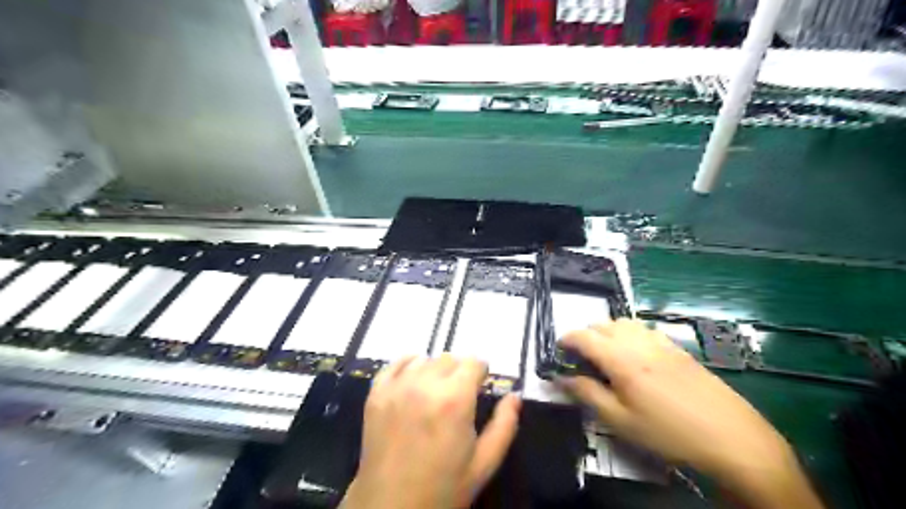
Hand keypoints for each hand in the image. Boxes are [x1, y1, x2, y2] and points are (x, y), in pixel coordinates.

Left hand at [341, 354, 523, 508]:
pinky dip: (408, 365)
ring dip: (435, 370)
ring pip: (424, 359)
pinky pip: (394, 364)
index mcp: (455, 399)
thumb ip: (505, 425)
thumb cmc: (444, 488)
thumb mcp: (484, 463)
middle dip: (460, 371)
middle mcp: (425, 384)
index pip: (473, 362)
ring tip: (436, 391)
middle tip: (460, 393)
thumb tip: (515, 396)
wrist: (392, 507)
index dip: (481, 372)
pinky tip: (413, 379)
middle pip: (449, 358)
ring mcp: (397, 387)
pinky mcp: (376, 394)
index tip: (481, 385)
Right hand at [555, 319, 826, 507]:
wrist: (731, 437)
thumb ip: (587, 394)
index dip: (566, 339)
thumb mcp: (620, 421)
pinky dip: (629, 333)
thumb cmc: (668, 432)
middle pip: (602, 324)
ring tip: (605, 354)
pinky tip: (635, 355)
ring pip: (624, 322)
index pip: (583, 336)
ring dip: (607, 331)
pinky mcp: (677, 348)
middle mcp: (638, 342)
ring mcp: (660, 342)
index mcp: (621, 359)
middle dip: (585, 335)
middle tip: (581, 359)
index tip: (558, 351)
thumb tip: (561, 379)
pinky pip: (644, 329)